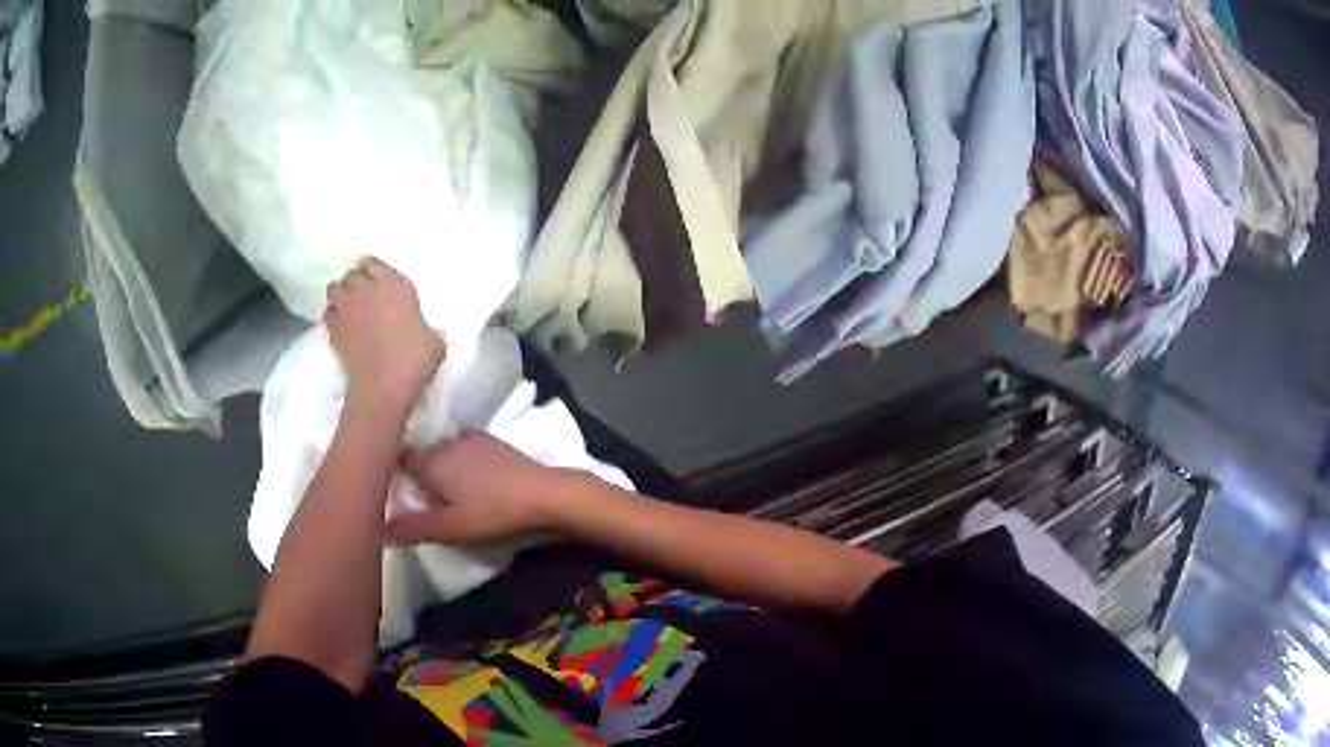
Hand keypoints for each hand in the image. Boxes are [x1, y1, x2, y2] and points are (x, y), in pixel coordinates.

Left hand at [325, 257, 444, 407]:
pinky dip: (332, 315)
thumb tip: (419, 327)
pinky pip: (328, 313)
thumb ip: (422, 324)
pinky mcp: (334, 329)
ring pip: (334, 288)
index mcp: (396, 284)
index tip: (377, 280)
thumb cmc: (415, 360)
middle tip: (362, 294)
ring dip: (340, 294)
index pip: (374, 263)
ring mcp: (347, 308)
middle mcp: (368, 289)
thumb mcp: (433, 338)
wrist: (385, 385)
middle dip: (355, 281)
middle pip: (353, 274)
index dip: (373, 271)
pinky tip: (340, 324)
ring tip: (347, 305)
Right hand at [387, 432, 563, 545]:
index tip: (385, 488)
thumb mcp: (449, 528)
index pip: (396, 458)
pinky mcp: (490, 441)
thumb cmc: (492, 513)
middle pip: (418, 454)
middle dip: (413, 471)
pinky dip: (457, 460)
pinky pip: (461, 448)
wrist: (543, 494)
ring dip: (437, 465)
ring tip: (439, 489)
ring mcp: (470, 437)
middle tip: (414, 496)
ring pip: (440, 450)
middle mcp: (445, 441)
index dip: (389, 472)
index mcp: (429, 460)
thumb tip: (375, 529)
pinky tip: (466, 478)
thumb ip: (411, 528)